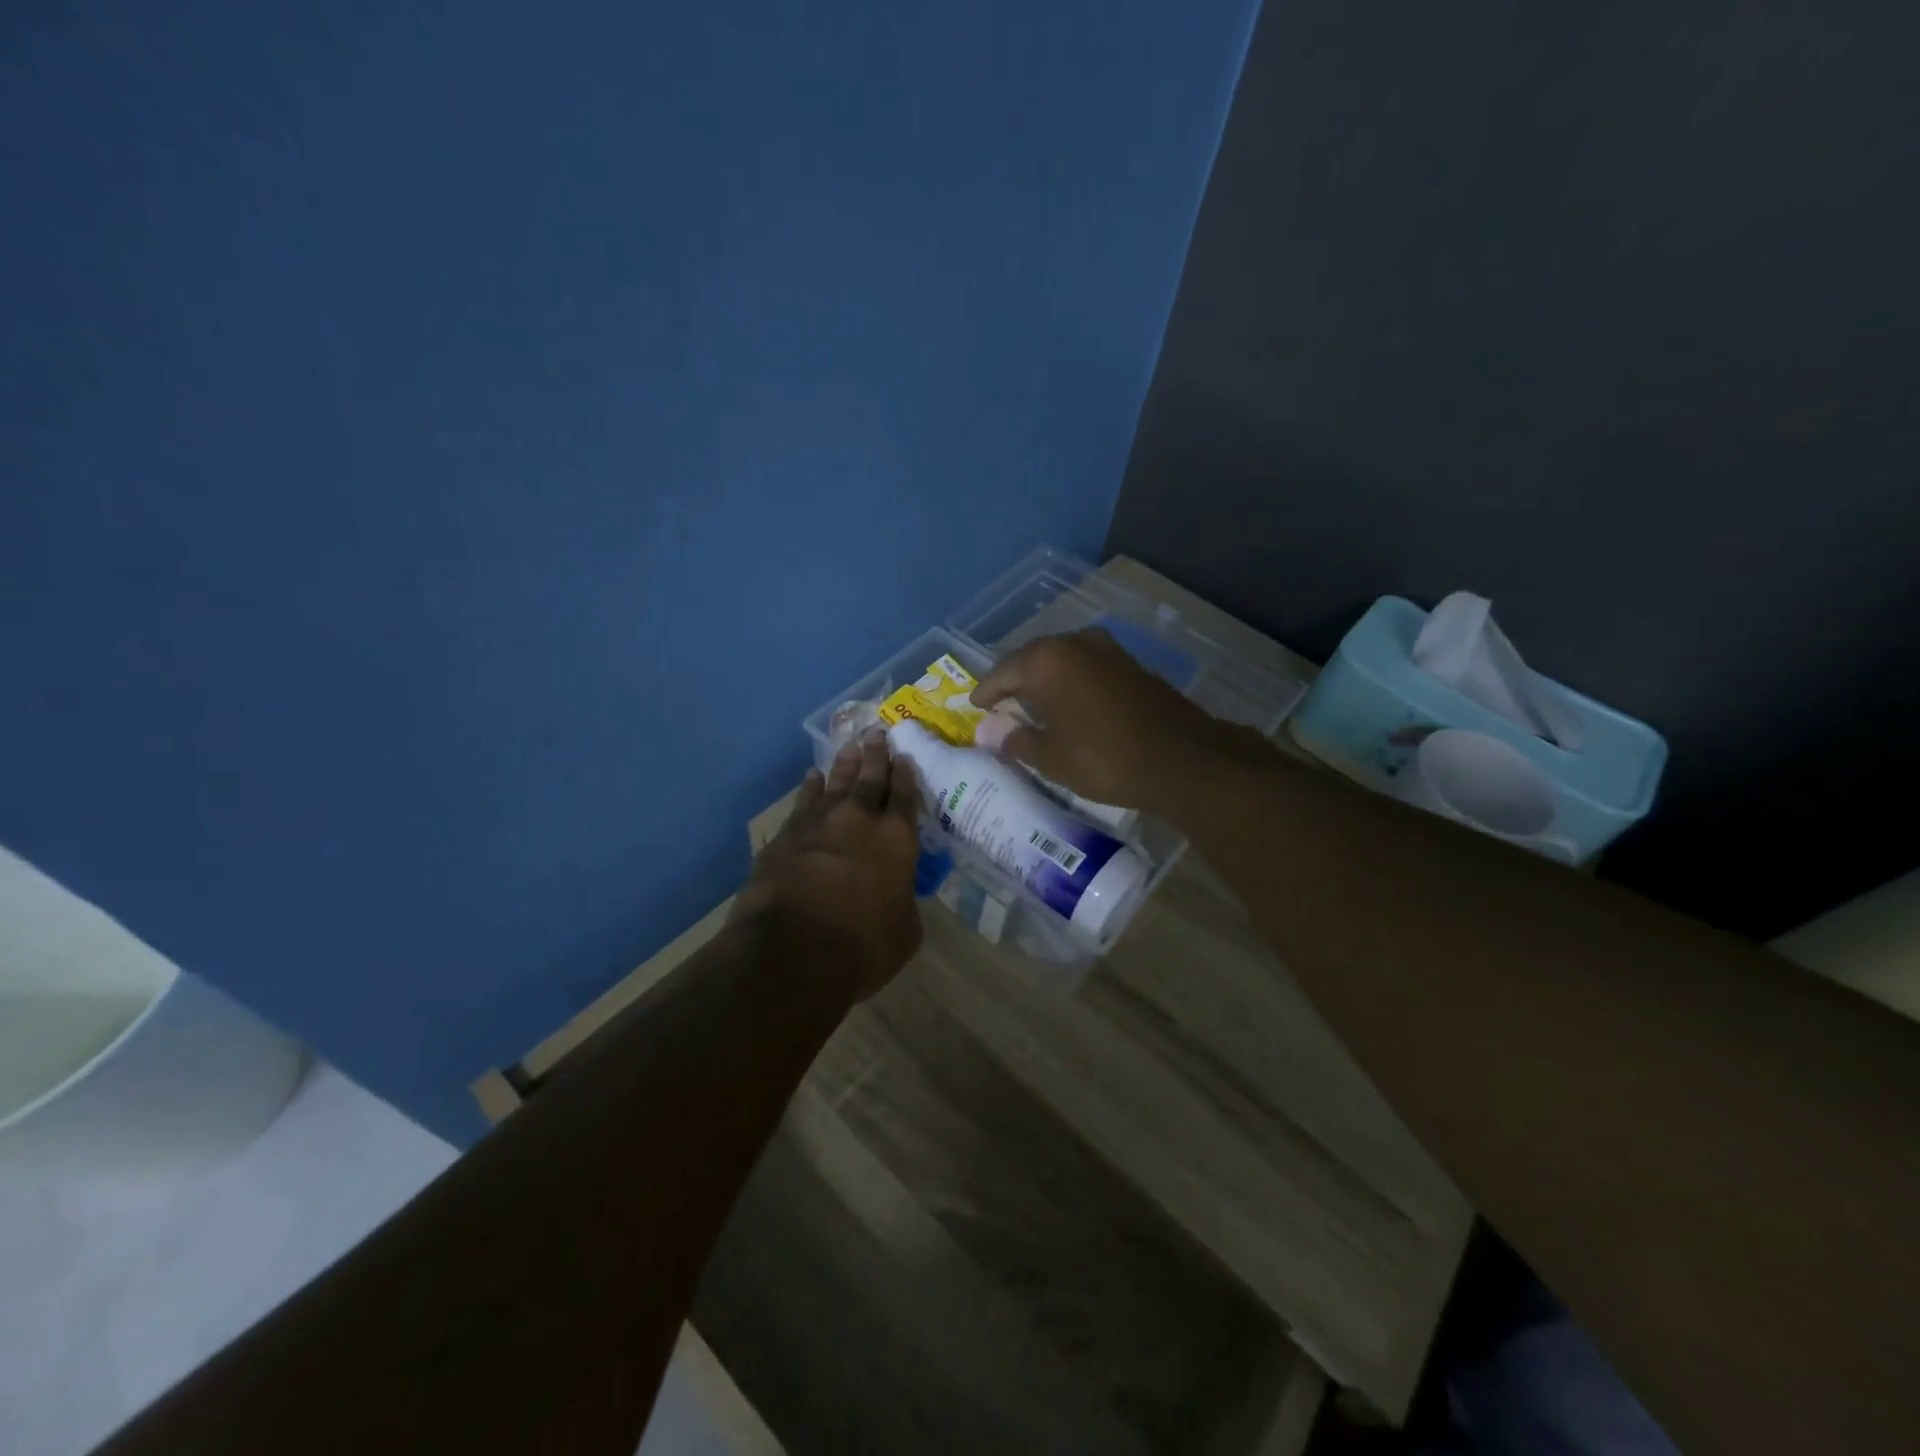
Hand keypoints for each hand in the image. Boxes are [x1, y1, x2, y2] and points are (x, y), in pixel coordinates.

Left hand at [732, 735, 923, 1001]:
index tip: (904, 756)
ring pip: (836, 782)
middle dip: (876, 755)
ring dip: (845, 764)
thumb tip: (896, 893)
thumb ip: (903, 901)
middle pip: (870, 778)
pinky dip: (810, 787)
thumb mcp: (905, 931)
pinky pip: (804, 800)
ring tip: (851, 745)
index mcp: (897, 839)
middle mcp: (860, 819)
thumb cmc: (862, 947)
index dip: (906, 775)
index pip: (905, 796)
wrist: (791, 951)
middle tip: (877, 734)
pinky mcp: (787, 834)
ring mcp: (820, 822)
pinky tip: (812, 777)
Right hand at [971, 628, 1252, 812]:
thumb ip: (1014, 738)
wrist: (1181, 759)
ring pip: (1063, 660)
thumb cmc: (1103, 758)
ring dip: (1045, 679)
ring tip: (1034, 704)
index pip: (1003, 671)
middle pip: (1032, 658)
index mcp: (1047, 661)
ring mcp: (1108, 650)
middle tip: (1001, 704)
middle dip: (1015, 680)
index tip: (975, 706)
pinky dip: (1072, 682)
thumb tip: (986, 730)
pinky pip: (1087, 667)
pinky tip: (1071, 704)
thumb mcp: (1050, 757)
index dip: (986, 691)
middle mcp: (1075, 644)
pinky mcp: (1132, 665)